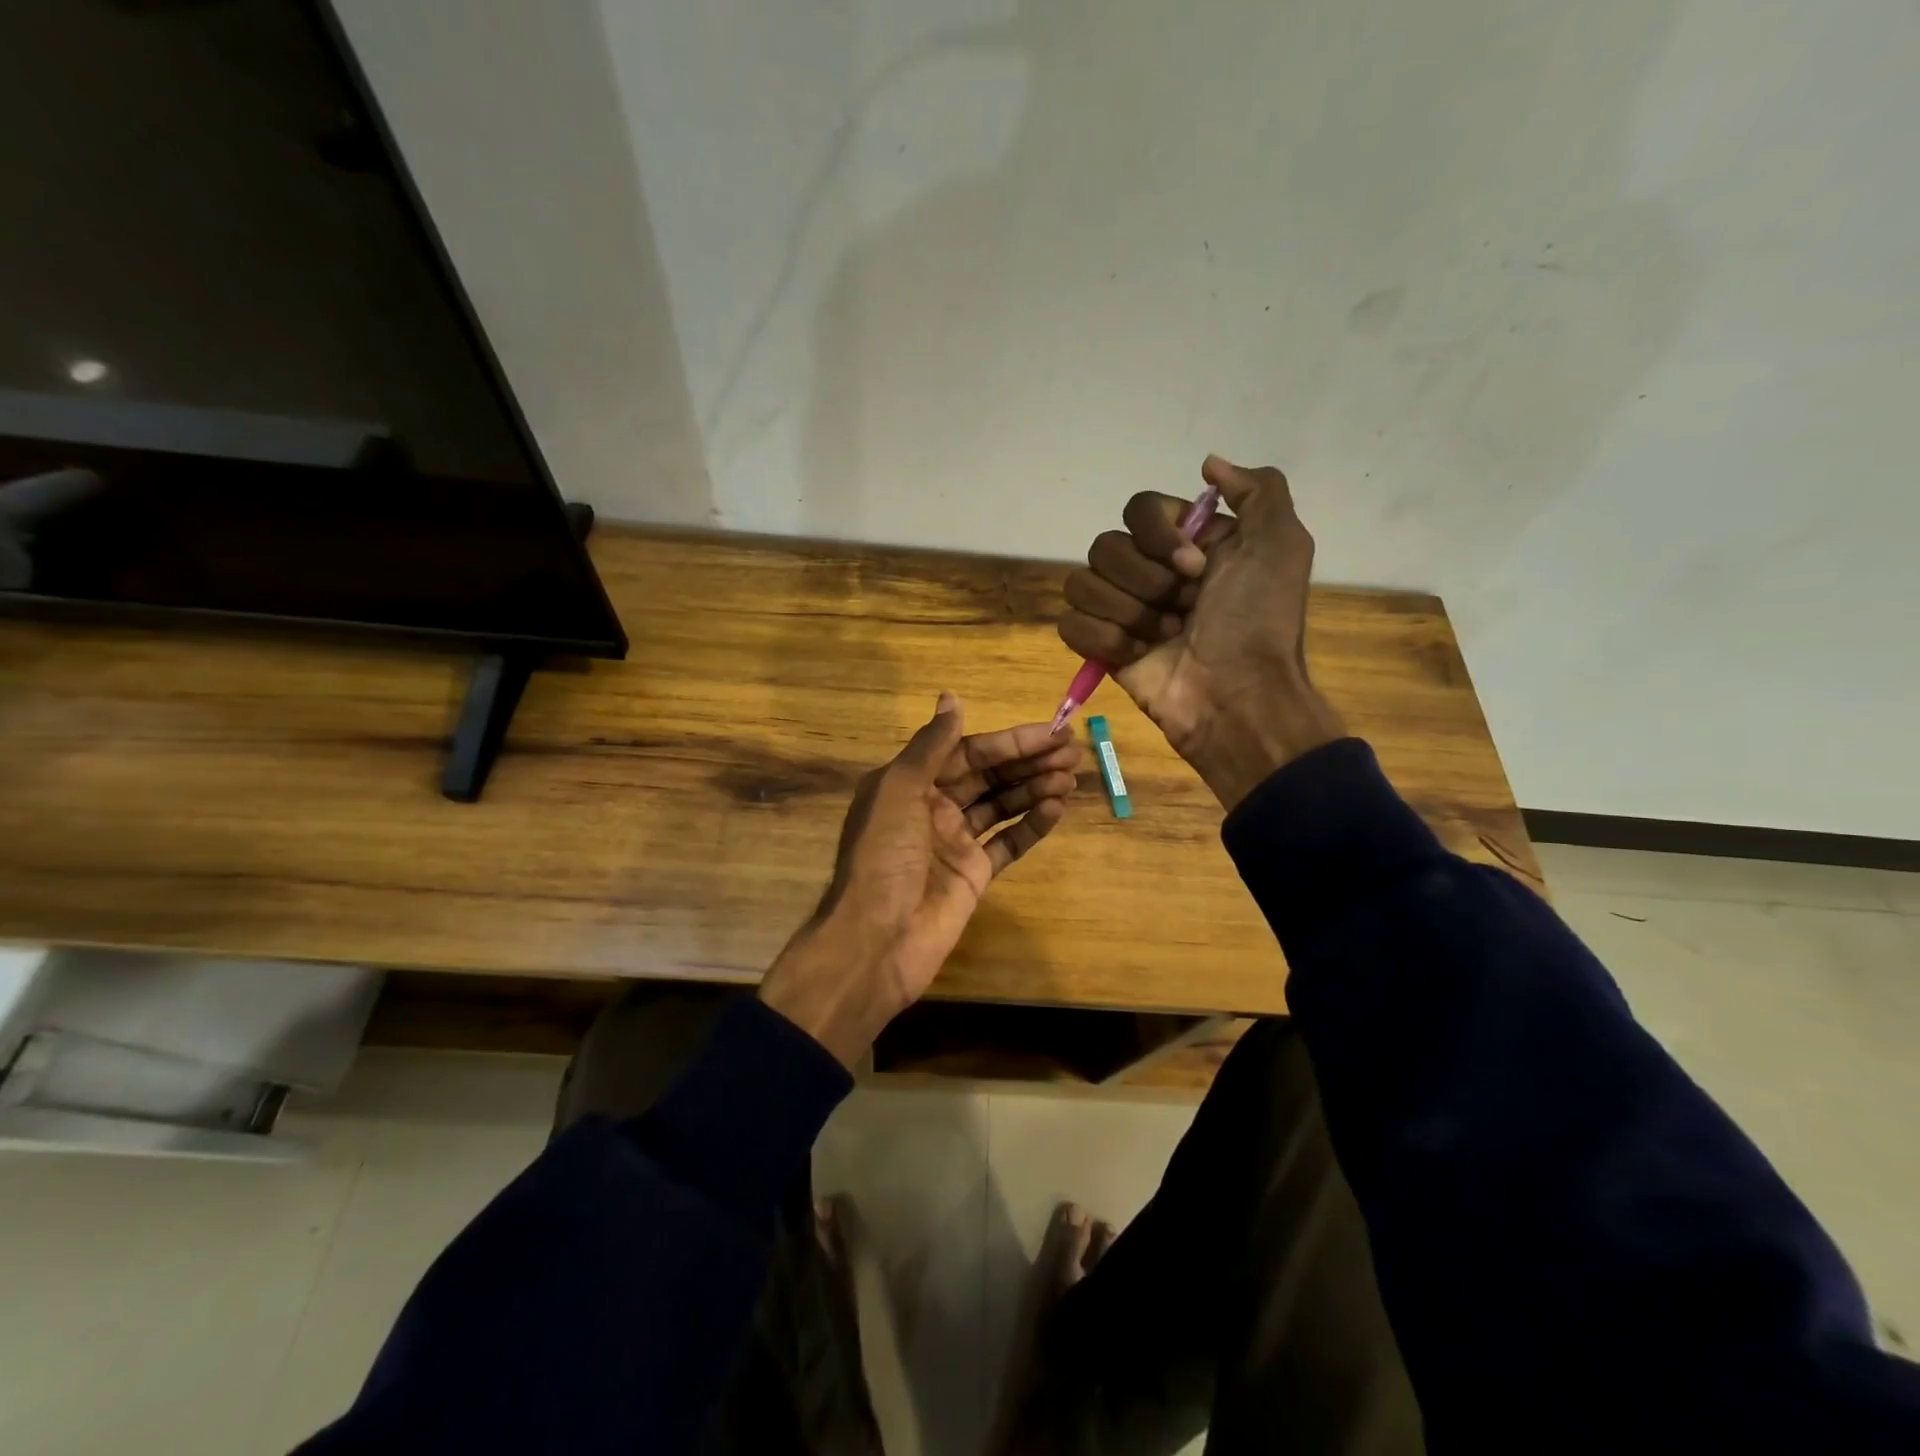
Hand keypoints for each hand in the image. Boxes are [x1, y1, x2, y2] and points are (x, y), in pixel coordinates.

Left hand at [758, 694, 1079, 1066]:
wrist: (877, 939)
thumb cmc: (884, 855)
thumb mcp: (898, 790)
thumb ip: (930, 745)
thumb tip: (952, 698)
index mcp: (912, 783)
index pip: (968, 753)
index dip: (1010, 742)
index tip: (1051, 732)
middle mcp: (934, 808)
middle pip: (989, 777)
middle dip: (1029, 762)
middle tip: (1073, 752)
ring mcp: (955, 843)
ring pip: (1002, 806)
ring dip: (1035, 789)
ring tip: (1071, 777)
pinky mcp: (974, 875)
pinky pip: (1008, 843)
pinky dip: (1031, 826)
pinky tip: (1056, 808)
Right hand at [1058, 455, 1345, 810]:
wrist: (1238, 696)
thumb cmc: (1258, 621)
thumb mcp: (1281, 544)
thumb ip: (1257, 489)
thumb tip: (1207, 463)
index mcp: (1186, 543)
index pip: (1138, 509)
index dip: (1159, 536)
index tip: (1195, 567)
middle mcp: (1150, 571)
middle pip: (1105, 546)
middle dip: (1146, 582)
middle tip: (1184, 611)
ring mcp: (1122, 610)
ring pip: (1082, 584)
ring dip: (1128, 613)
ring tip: (1165, 638)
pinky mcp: (1101, 647)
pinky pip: (1070, 624)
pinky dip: (1102, 639)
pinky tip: (1136, 656)